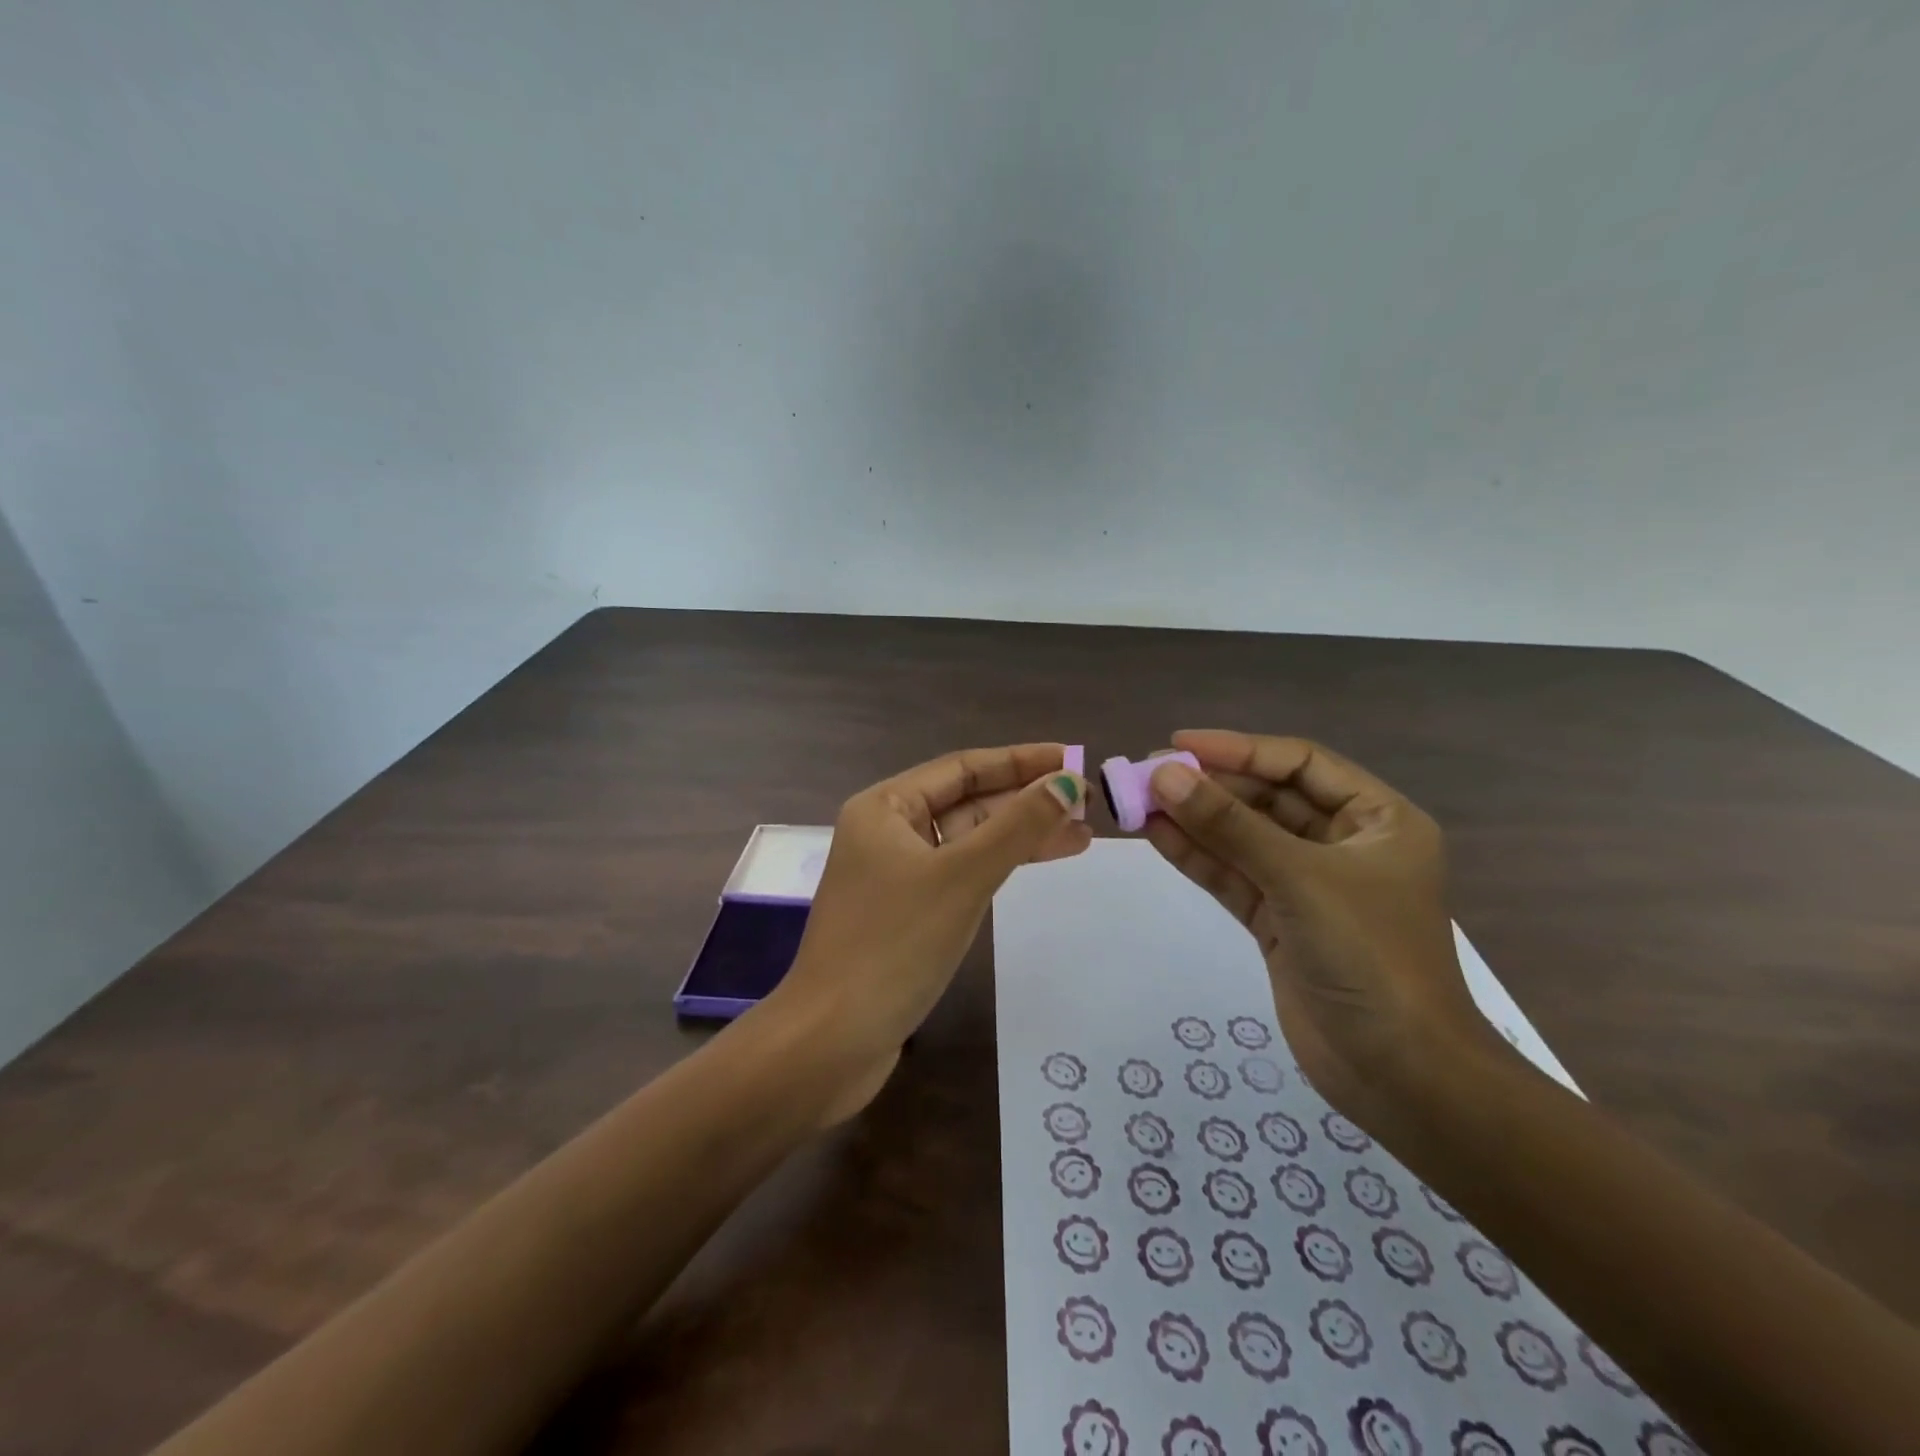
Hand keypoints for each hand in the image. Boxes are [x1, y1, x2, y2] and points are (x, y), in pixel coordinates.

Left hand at [767, 744, 1089, 1124]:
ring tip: (1080, 837)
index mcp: (885, 807)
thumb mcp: (963, 877)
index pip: (963, 768)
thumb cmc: (894, 945)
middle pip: (967, 802)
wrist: (831, 1041)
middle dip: (1025, 800)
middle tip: (1087, 805)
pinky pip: (959, 874)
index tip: (1074, 760)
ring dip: (1018, 836)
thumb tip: (1068, 783)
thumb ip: (1018, 827)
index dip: (1021, 761)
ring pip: (966, 841)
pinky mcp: (904, 914)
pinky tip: (1032, 867)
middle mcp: (886, 832)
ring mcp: (894, 875)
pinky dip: (996, 868)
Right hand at [1140, 729, 1501, 1127]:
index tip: (1179, 744)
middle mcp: (1344, 845)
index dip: (1239, 749)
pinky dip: (1197, 857)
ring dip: (1195, 820)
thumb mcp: (1300, 879)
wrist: (1400, 1075)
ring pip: (1244, 838)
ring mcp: (1309, 885)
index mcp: (1377, 820)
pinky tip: (1156, 836)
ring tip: (1138, 800)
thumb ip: (1229, 826)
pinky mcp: (1280, 921)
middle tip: (1147, 774)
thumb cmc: (1370, 958)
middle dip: (1210, 786)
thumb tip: (1163, 774)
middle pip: (1267, 799)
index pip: (1299, 764)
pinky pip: (1234, 876)